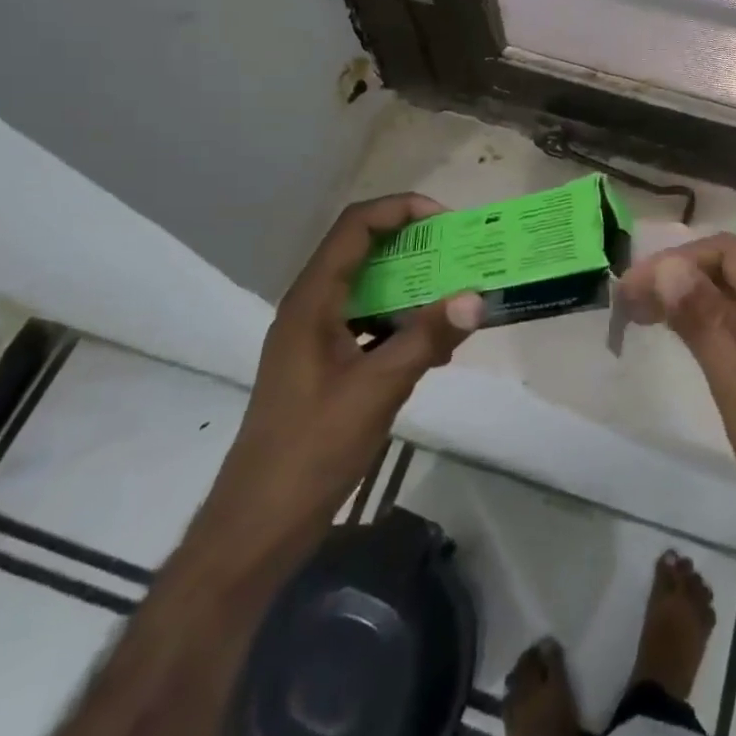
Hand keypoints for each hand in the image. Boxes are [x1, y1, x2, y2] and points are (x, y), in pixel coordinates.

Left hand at [197, 194, 482, 568]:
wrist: (258, 526)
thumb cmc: (310, 450)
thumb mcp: (376, 390)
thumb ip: (426, 339)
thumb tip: (477, 296)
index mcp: (312, 301)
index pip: (355, 227)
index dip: (400, 209)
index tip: (446, 221)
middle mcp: (311, 308)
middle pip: (364, 251)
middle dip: (415, 244)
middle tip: (461, 253)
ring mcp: (317, 338)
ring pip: (369, 289)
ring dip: (412, 284)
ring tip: (458, 292)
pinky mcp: (327, 365)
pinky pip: (370, 323)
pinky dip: (403, 321)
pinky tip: (437, 343)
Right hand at [616, 234, 735, 565]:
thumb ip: (704, 321)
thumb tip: (664, 266)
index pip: (730, 255)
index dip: (675, 262)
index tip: (628, 289)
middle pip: (730, 269)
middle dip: (677, 278)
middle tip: (624, 303)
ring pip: (730, 293)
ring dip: (685, 298)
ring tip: (636, 313)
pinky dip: (703, 321)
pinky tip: (671, 329)